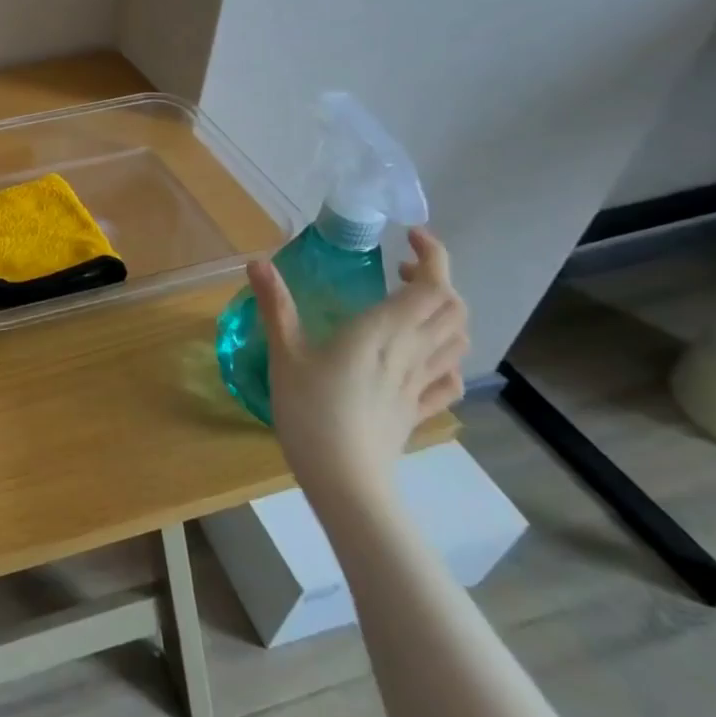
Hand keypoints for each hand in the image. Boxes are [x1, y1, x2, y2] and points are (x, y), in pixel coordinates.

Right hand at [250, 227, 468, 504]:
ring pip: (458, 339)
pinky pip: (450, 378)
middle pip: (453, 308)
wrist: (344, 479)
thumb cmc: (310, 410)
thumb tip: (256, 261)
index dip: (432, 254)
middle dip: (436, 280)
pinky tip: (424, 357)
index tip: (407, 237)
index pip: (433, 285)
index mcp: (384, 331)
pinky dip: (447, 357)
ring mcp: (421, 383)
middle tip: (399, 271)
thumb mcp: (285, 353)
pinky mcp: (420, 409)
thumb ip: (276, 305)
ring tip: (411, 308)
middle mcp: (412, 351)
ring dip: (445, 314)